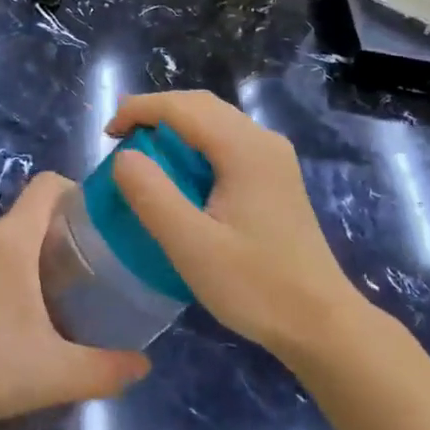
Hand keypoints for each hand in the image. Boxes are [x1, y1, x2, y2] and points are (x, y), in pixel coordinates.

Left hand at [0, 173, 149, 429]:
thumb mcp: (53, 373)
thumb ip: (105, 370)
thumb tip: (143, 365)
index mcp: (11, 238)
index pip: (48, 185)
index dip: (77, 190)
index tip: (101, 221)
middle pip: (31, 214)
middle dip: (61, 236)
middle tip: (87, 274)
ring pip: (7, 238)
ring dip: (31, 257)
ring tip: (53, 299)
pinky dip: (4, 271)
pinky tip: (9, 317)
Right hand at [109, 91, 370, 362]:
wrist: (322, 324)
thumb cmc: (256, 286)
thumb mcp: (192, 246)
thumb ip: (152, 195)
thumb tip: (124, 156)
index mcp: (244, 148)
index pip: (181, 107)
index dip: (139, 110)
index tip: (107, 135)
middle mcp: (262, 140)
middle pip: (200, 105)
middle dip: (155, 112)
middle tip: (119, 138)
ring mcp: (273, 156)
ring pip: (215, 119)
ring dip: (175, 125)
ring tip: (142, 150)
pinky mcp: (275, 175)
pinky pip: (227, 139)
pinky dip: (194, 141)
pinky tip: (180, 171)